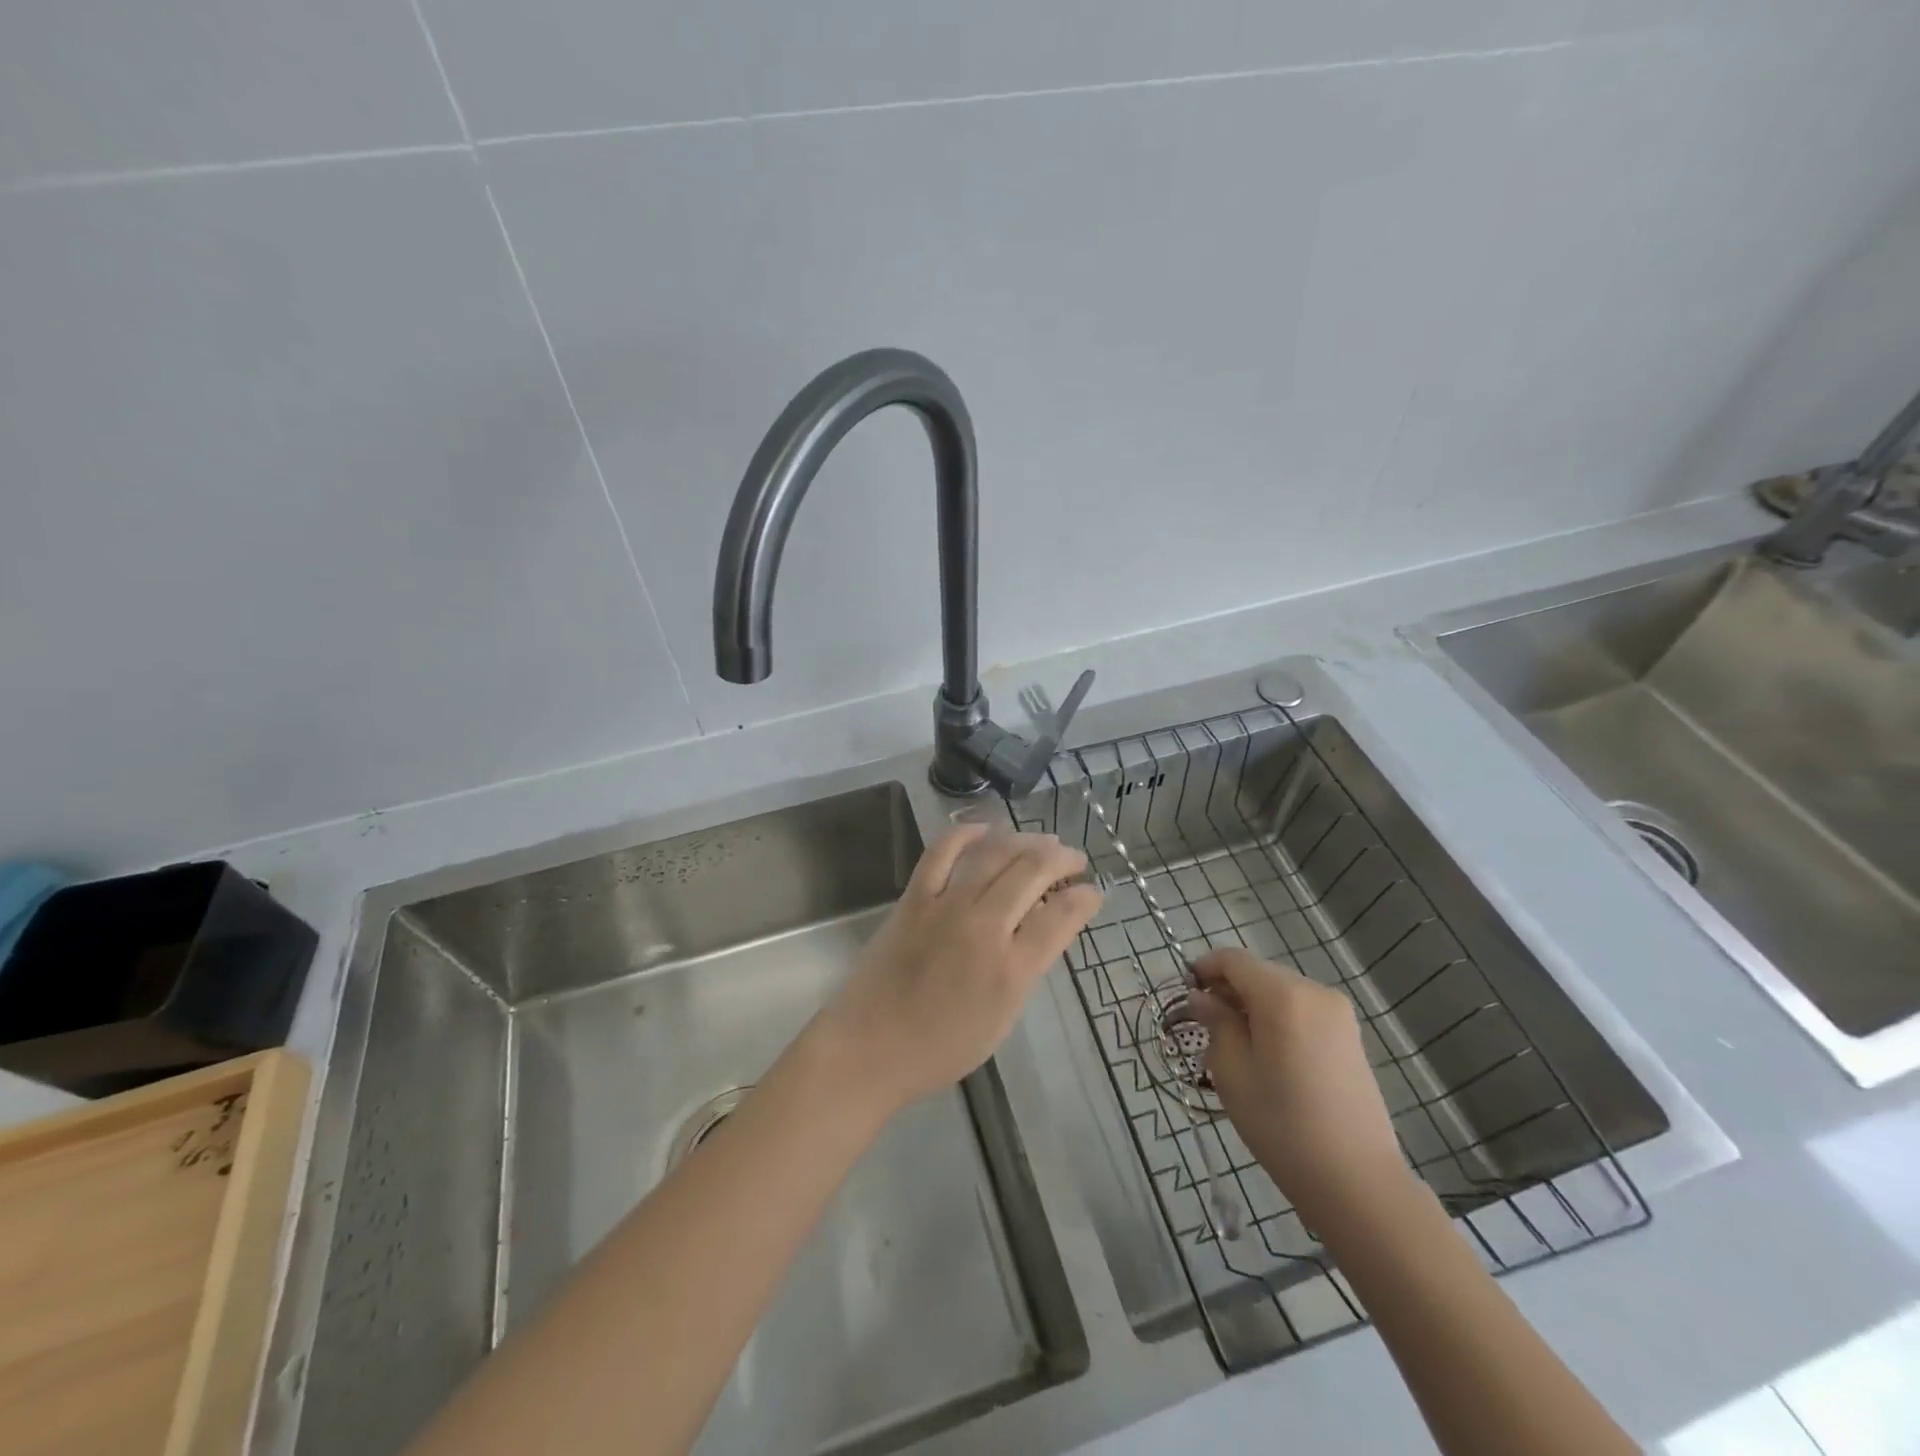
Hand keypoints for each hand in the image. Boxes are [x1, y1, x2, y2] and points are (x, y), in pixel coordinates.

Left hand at [812, 825, 1102, 1115]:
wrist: (870, 1047)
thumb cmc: (942, 1047)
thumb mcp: (1002, 1017)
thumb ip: (1028, 967)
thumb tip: (1046, 924)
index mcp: (1012, 969)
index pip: (1062, 916)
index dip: (1085, 897)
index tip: (1093, 892)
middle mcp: (984, 928)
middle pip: (1032, 872)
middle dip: (1062, 859)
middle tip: (1074, 860)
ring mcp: (946, 907)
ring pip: (995, 854)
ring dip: (1025, 840)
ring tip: (1042, 840)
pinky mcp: (914, 898)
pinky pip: (942, 852)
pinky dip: (965, 833)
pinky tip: (985, 829)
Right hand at [1188, 948, 1409, 1224]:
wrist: (1357, 1181)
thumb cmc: (1282, 1125)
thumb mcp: (1232, 1072)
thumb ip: (1216, 1023)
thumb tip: (1203, 998)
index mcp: (1282, 995)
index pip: (1234, 960)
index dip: (1205, 968)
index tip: (1185, 993)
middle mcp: (1314, 992)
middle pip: (1259, 973)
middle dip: (1229, 989)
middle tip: (1205, 1022)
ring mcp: (1338, 1013)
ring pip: (1281, 991)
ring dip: (1253, 1004)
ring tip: (1236, 1043)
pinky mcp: (1351, 1036)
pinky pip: (1303, 1010)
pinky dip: (1279, 1018)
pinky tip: (1269, 1054)